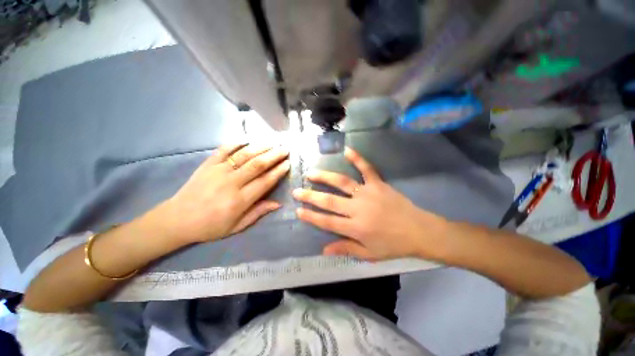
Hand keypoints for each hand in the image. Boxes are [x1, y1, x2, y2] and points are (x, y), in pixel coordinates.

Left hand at [162, 144, 289, 243]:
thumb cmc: (210, 226)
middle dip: (274, 155)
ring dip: (261, 147)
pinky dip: (236, 143)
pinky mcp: (207, 164)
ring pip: (244, 155)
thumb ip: (258, 213)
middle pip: (257, 165)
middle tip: (285, 149)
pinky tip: (248, 140)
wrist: (177, 219)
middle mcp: (231, 183)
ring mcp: (218, 171)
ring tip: (273, 143)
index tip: (288, 164)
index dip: (278, 172)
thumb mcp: (237, 227)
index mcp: (239, 200)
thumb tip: (278, 203)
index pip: (264, 182)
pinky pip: (224, 149)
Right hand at [292, 148, 447, 260]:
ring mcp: (367, 193)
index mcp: (355, 227)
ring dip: (325, 177)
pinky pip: (367, 169)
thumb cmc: (393, 244)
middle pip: (330, 201)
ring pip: (342, 183)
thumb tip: (324, 249)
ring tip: (311, 173)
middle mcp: (358, 209)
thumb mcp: (369, 254)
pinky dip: (357, 159)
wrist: (419, 231)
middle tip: (297, 191)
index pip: (327, 222)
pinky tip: (347, 150)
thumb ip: (346, 249)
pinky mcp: (378, 184)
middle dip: (311, 196)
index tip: (298, 211)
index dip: (311, 216)